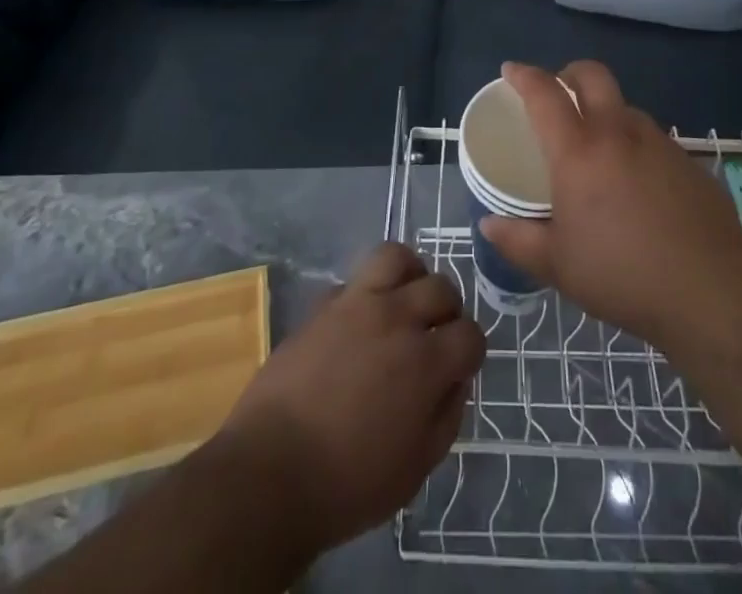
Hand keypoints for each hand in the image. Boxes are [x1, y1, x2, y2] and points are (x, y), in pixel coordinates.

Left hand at [214, 243, 484, 560]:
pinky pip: (356, 279)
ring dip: (410, 275)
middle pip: (441, 287)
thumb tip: (455, 380)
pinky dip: (368, 292)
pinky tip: (361, 321)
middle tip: (434, 334)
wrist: (270, 472)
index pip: (470, 333)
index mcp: (425, 362)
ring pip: (398, 257)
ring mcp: (357, 303)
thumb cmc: (347, 485)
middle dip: (447, 310)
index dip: (470, 351)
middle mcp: (397, 319)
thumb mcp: (414, 469)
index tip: (459, 367)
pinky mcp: (323, 304)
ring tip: (404, 301)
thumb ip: (446, 416)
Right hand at [480, 61, 741, 350]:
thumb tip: (488, 225)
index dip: (524, 75)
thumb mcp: (558, 266)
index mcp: (579, 152)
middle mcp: (618, 133)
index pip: (545, 94)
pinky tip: (638, 187)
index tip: (511, 70)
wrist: (712, 292)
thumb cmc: (623, 276)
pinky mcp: (688, 162)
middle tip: (558, 93)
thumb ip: (518, 241)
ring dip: (605, 112)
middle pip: (593, 75)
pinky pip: (653, 140)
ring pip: (625, 107)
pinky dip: (635, 146)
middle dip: (569, 73)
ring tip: (598, 150)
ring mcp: (659, 143)